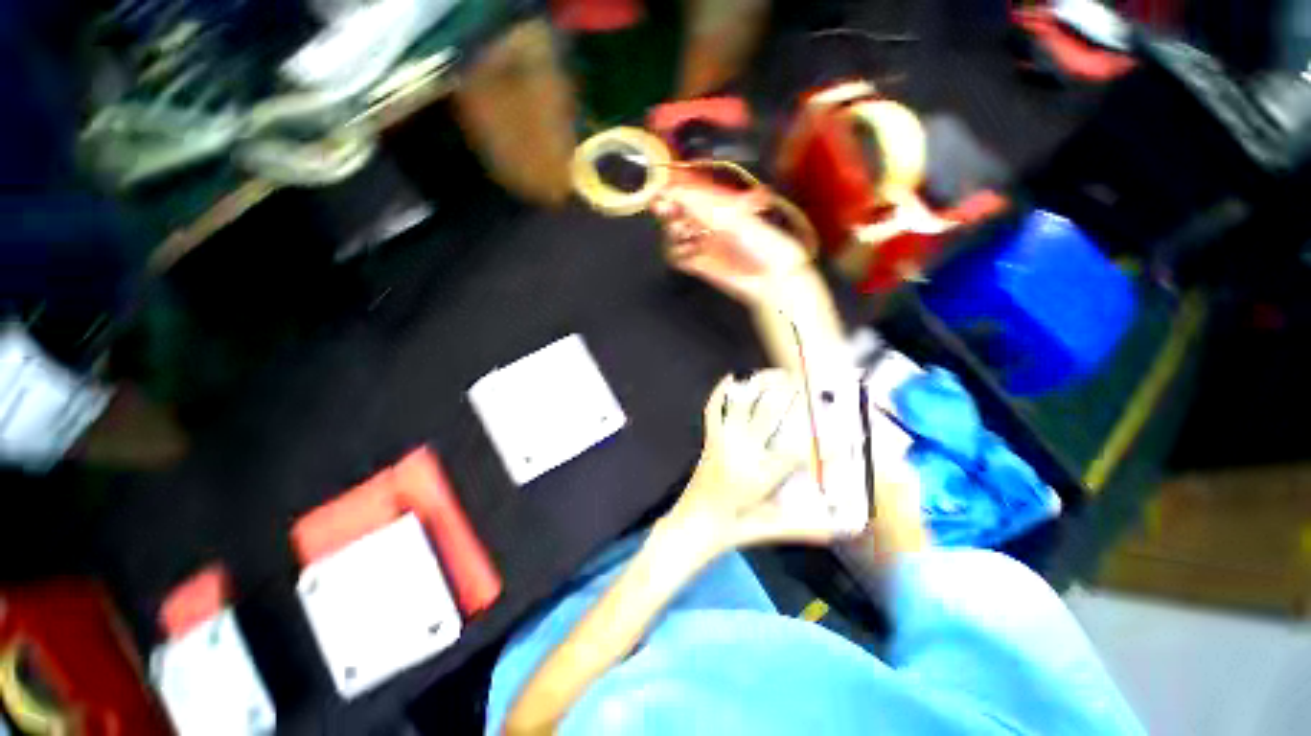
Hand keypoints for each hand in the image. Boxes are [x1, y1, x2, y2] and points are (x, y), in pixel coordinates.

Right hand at [651, 185, 813, 306]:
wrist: (770, 277)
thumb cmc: (761, 242)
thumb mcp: (732, 218)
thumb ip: (701, 206)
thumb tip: (675, 192)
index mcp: (720, 206)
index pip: (691, 194)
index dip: (675, 190)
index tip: (662, 188)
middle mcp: (709, 224)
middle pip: (679, 213)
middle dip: (669, 208)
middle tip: (663, 208)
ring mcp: (704, 245)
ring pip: (675, 234)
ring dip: (673, 231)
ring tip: (682, 233)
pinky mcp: (700, 265)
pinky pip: (678, 257)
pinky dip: (677, 252)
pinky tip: (686, 252)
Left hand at [669, 370, 843, 550]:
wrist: (692, 525)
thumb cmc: (730, 529)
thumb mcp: (768, 528)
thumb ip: (801, 527)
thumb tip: (833, 530)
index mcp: (758, 475)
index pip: (796, 453)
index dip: (822, 445)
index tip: (842, 437)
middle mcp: (741, 451)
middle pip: (768, 413)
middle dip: (789, 393)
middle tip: (806, 382)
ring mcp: (723, 441)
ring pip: (741, 405)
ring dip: (759, 386)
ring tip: (777, 375)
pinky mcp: (710, 440)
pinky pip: (713, 411)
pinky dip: (719, 393)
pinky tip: (731, 378)